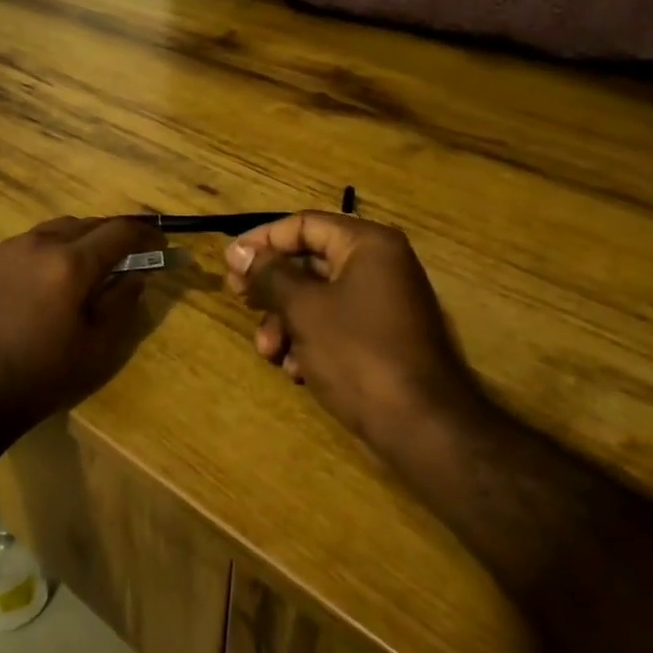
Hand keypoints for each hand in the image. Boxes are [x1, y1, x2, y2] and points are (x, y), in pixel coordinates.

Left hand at [0, 216, 166, 426]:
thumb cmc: (41, 376)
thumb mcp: (96, 347)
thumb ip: (122, 302)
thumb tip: (138, 273)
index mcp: (70, 263)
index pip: (120, 232)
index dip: (146, 235)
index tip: (162, 245)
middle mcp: (40, 243)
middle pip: (88, 224)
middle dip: (114, 236)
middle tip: (131, 257)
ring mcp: (10, 249)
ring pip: (58, 229)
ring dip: (82, 239)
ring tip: (92, 266)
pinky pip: (32, 242)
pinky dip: (54, 249)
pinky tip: (54, 277)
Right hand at [223, 213, 486, 459]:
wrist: (422, 427)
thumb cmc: (358, 354)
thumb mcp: (303, 309)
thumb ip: (268, 274)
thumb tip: (238, 250)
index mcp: (368, 245)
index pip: (304, 225)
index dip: (263, 240)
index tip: (229, 263)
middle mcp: (380, 266)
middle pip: (310, 262)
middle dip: (272, 288)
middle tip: (240, 301)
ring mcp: (384, 303)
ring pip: (318, 298)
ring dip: (286, 321)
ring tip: (269, 352)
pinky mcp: (383, 338)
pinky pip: (336, 324)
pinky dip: (310, 341)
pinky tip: (296, 369)